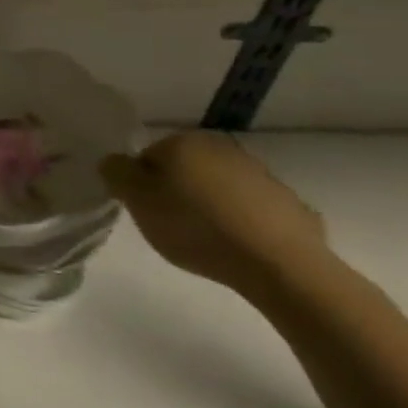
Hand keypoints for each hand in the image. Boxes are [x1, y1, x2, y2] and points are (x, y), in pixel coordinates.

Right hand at [100, 132, 333, 300]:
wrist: (280, 265)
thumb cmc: (195, 226)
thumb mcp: (136, 200)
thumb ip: (115, 172)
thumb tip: (115, 162)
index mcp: (184, 142)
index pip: (147, 157)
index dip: (142, 186)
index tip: (147, 211)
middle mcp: (223, 148)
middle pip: (185, 170)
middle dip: (177, 192)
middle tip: (173, 226)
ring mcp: (262, 176)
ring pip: (220, 188)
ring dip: (211, 206)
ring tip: (208, 240)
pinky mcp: (291, 205)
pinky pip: (253, 210)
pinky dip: (243, 223)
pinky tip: (240, 247)